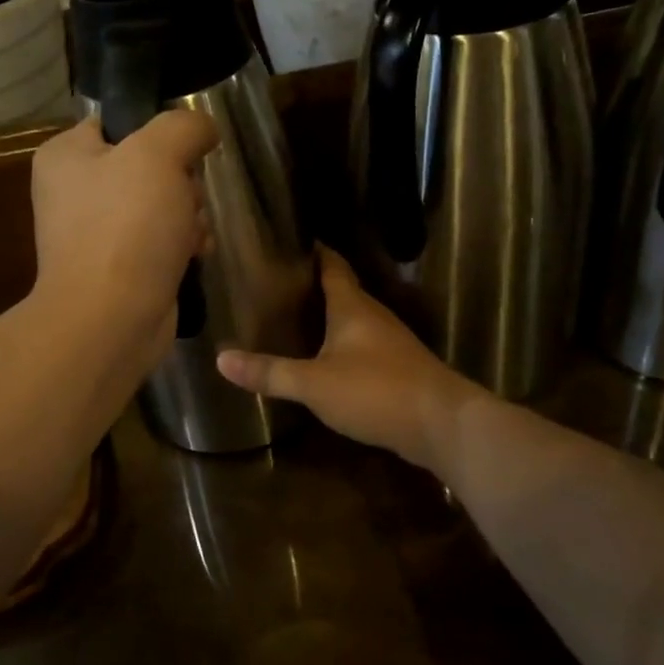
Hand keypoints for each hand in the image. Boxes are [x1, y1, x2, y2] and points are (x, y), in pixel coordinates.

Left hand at [30, 112, 217, 365]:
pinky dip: (182, 246)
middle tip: (186, 199)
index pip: (117, 123)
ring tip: (192, 234)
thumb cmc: (126, 227)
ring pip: (161, 205)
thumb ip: (183, 126)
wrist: (111, 319)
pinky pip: (161, 242)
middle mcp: (74, 192)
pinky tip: (195, 256)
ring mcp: (96, 234)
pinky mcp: (120, 269)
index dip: (157, 132)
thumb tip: (202, 128)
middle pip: (147, 166)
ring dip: (188, 215)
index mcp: (66, 156)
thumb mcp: (157, 154)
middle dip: (181, 183)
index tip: (184, 149)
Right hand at [217, 248, 483, 473]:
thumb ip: (269, 372)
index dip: (316, 251)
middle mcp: (374, 317)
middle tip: (279, 283)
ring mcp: (391, 343)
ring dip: (331, 317)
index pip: (333, 266)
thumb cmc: (376, 390)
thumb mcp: (314, 383)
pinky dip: (344, 346)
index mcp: (353, 307)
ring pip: (355, 321)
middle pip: (344, 291)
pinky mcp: (400, 370)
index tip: (294, 239)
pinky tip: (327, 360)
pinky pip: (364, 347)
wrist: (443, 425)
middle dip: (315, 286)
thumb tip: (220, 358)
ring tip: (297, 318)